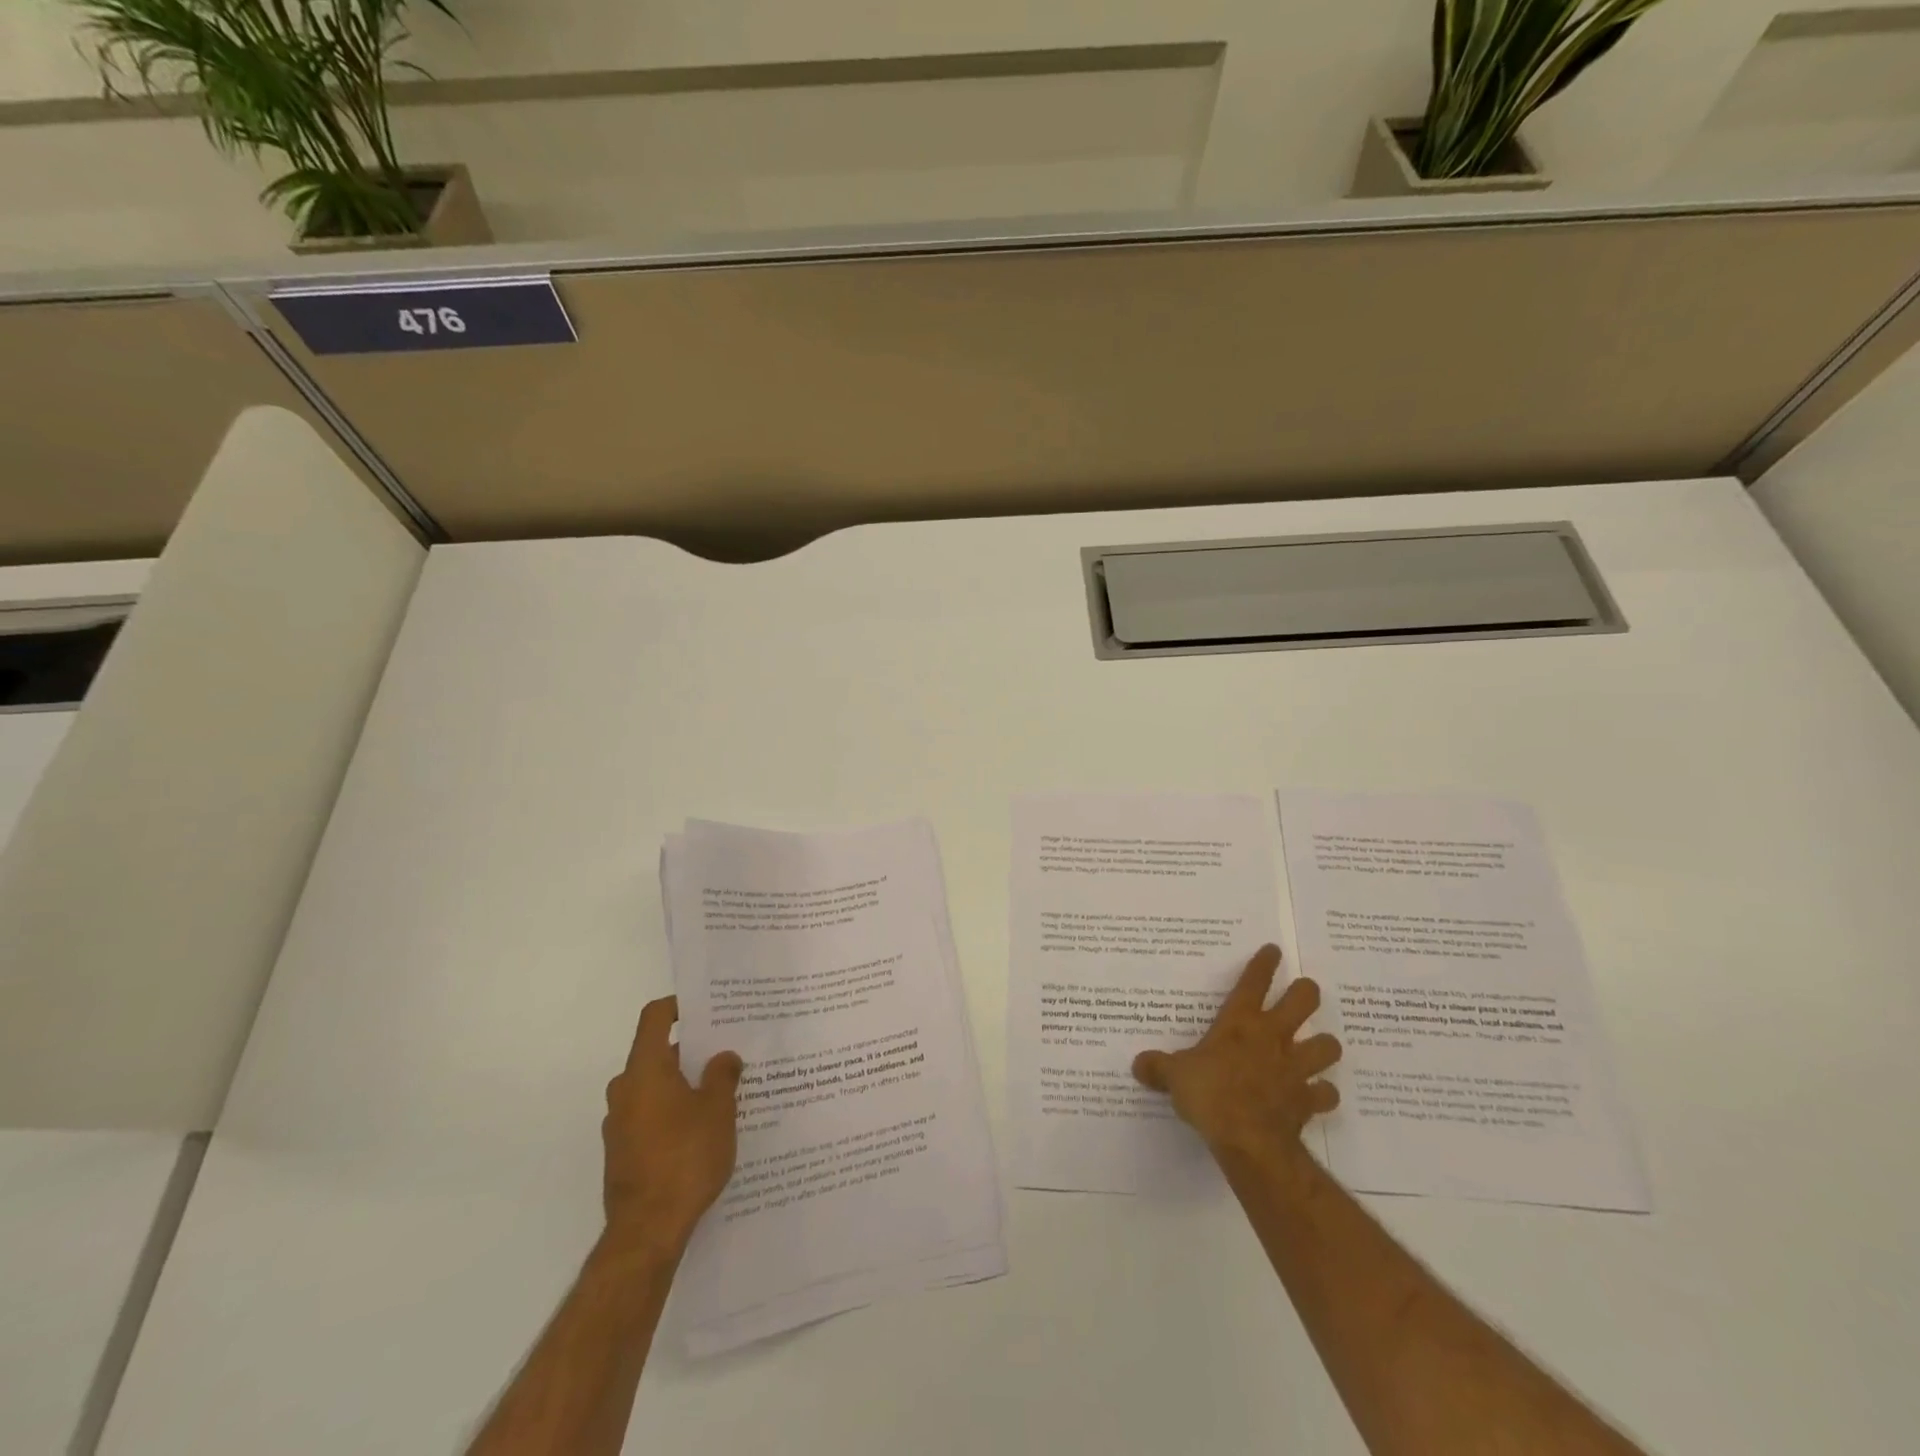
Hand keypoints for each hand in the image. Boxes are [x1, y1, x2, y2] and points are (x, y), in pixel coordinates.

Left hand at [602, 995, 742, 1258]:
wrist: (647, 1231)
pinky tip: (703, 1131)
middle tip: (727, 1053)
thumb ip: (722, 1075)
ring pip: (655, 1087)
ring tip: (722, 1093)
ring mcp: (619, 1123)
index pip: (655, 1018)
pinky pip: (650, 1116)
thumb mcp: (718, 1110)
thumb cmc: (685, 1157)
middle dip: (692, 1051)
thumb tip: (724, 1056)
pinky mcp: (622, 1152)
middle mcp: (625, 1090)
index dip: (679, 1005)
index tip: (706, 1008)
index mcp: (645, 1069)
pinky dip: (673, 1113)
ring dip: (683, 1085)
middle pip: (657, 1053)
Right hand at [1132, 944, 1341, 1166]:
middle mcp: (1273, 1037)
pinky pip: (1326, 1092)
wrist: (1249, 1140)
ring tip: (1318, 1046)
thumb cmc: (1210, 1095)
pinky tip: (1316, 1093)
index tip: (1274, 950)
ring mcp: (1296, 1068)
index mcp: (1240, 1023)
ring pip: (1327, 1045)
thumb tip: (1138, 1064)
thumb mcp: (1174, 1076)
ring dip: (1324, 1044)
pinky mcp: (1308, 1100)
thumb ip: (1158, 1067)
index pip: (1253, 982)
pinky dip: (1323, 1092)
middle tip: (1303, 992)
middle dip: (1306, 992)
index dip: (1264, 964)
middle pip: (1304, 1001)